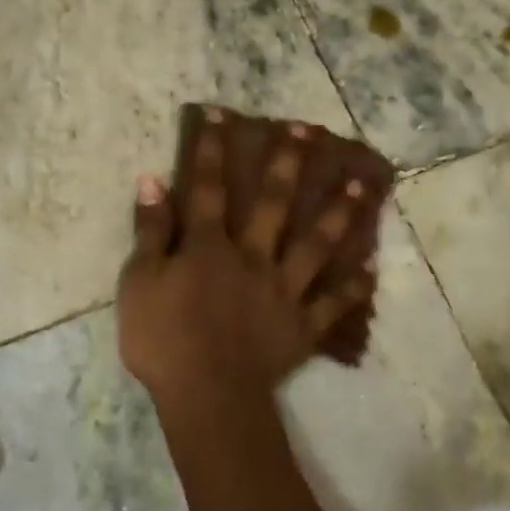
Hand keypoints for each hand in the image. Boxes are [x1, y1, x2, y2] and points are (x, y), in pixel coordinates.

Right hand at [118, 110, 374, 408]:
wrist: (207, 395)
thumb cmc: (163, 340)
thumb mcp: (138, 283)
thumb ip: (150, 231)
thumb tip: (153, 181)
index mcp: (210, 246)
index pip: (209, 187)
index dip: (214, 150)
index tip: (225, 115)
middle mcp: (253, 257)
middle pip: (274, 203)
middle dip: (289, 163)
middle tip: (310, 131)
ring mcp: (283, 290)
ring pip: (316, 243)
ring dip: (339, 212)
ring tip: (361, 183)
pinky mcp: (302, 325)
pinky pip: (333, 303)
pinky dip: (353, 288)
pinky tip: (371, 269)